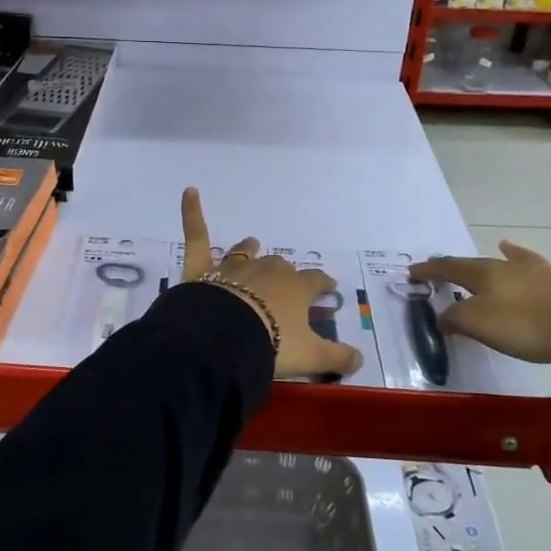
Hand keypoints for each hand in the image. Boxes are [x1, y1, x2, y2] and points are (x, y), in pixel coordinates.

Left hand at [180, 188, 364, 380]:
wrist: (224, 338)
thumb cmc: (273, 344)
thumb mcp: (312, 357)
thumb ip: (338, 357)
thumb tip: (360, 359)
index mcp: (295, 288)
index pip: (316, 281)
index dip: (323, 284)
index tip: (329, 287)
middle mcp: (267, 270)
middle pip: (280, 266)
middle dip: (284, 273)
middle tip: (286, 285)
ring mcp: (233, 266)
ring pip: (245, 250)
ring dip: (250, 248)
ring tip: (252, 244)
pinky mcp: (201, 267)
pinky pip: (196, 235)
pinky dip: (192, 212)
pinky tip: (190, 192)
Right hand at [410, 241, 550, 363]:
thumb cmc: (524, 324)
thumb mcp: (477, 324)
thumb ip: (455, 318)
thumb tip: (443, 316)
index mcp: (487, 274)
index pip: (451, 268)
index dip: (431, 270)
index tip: (413, 272)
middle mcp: (514, 268)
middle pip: (483, 263)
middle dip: (463, 265)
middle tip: (449, 265)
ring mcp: (548, 273)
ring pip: (526, 259)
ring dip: (514, 252)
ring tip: (504, 245)